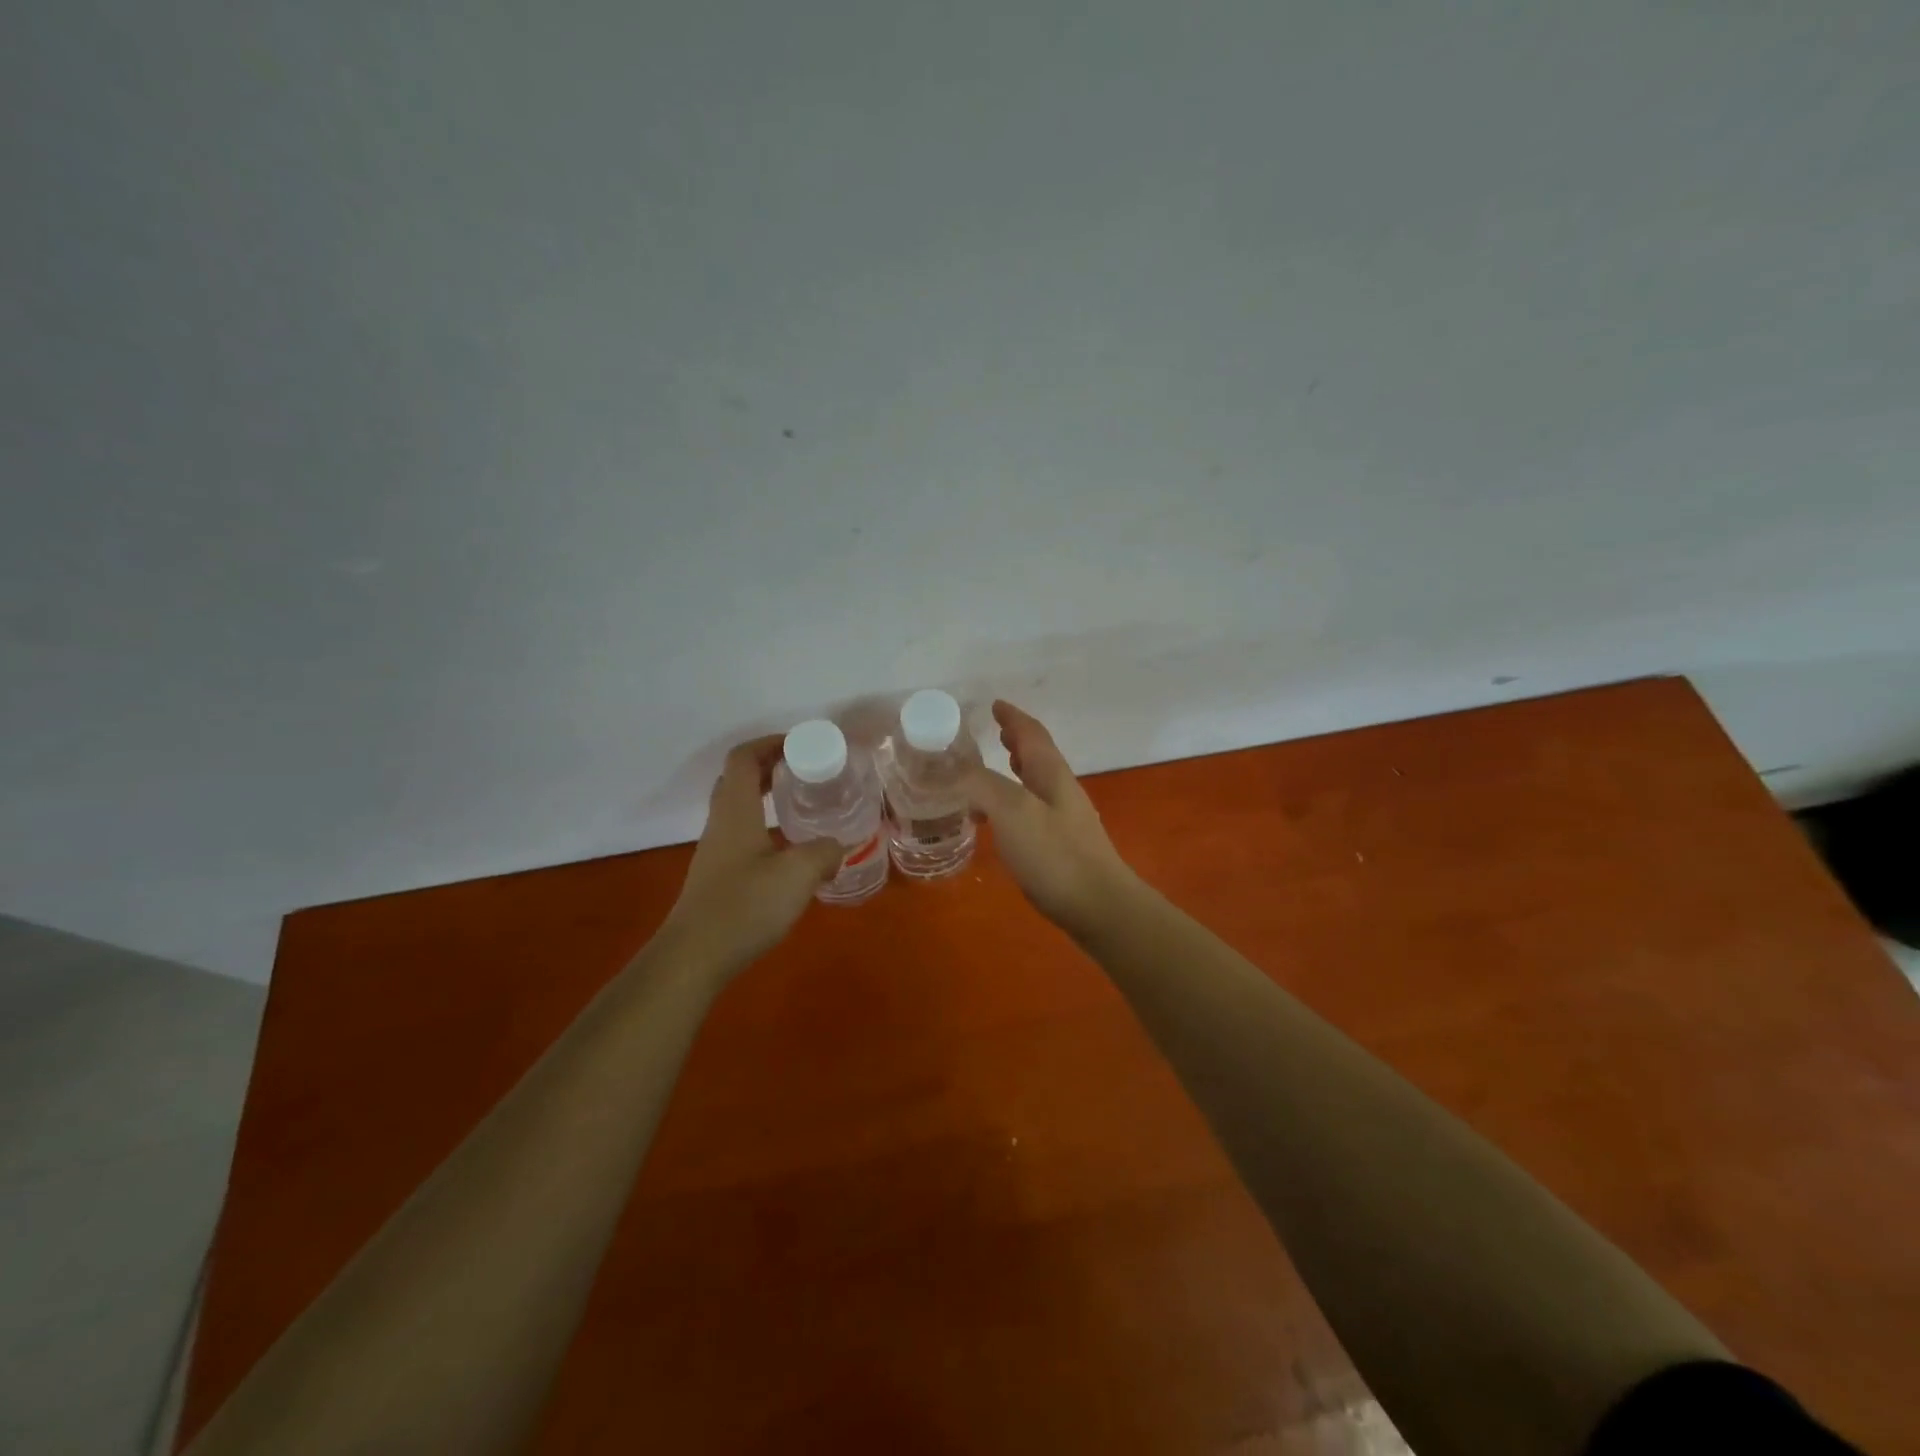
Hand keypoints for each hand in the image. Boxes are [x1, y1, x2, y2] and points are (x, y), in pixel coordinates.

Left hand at [659, 736, 845, 976]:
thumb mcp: (798, 874)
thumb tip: (838, 846)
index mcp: (735, 810)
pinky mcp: (718, 876)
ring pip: (739, 808)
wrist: (694, 957)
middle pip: (738, 779)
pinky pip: (742, 835)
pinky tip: (791, 851)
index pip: (743, 758)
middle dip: (771, 767)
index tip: (801, 745)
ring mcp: (716, 851)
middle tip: (806, 771)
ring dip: (768, 798)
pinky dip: (766, 828)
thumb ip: (824, 853)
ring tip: (804, 806)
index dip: (770, 743)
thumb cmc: (744, 906)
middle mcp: (721, 823)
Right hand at [962, 701, 1139, 938]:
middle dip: (1017, 741)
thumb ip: (980, 784)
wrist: (1099, 906)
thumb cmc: (1055, 854)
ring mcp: (1064, 820)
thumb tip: (952, 768)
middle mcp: (1061, 791)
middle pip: (1038, 756)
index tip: (995, 704)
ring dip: (1015, 771)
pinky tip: (999, 822)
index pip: (1032, 734)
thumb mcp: (1011, 811)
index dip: (1013, 717)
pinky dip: (1012, 803)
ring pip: (1036, 783)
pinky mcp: (1061, 847)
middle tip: (996, 733)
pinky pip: (1031, 811)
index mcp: (1051, 774)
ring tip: (993, 771)